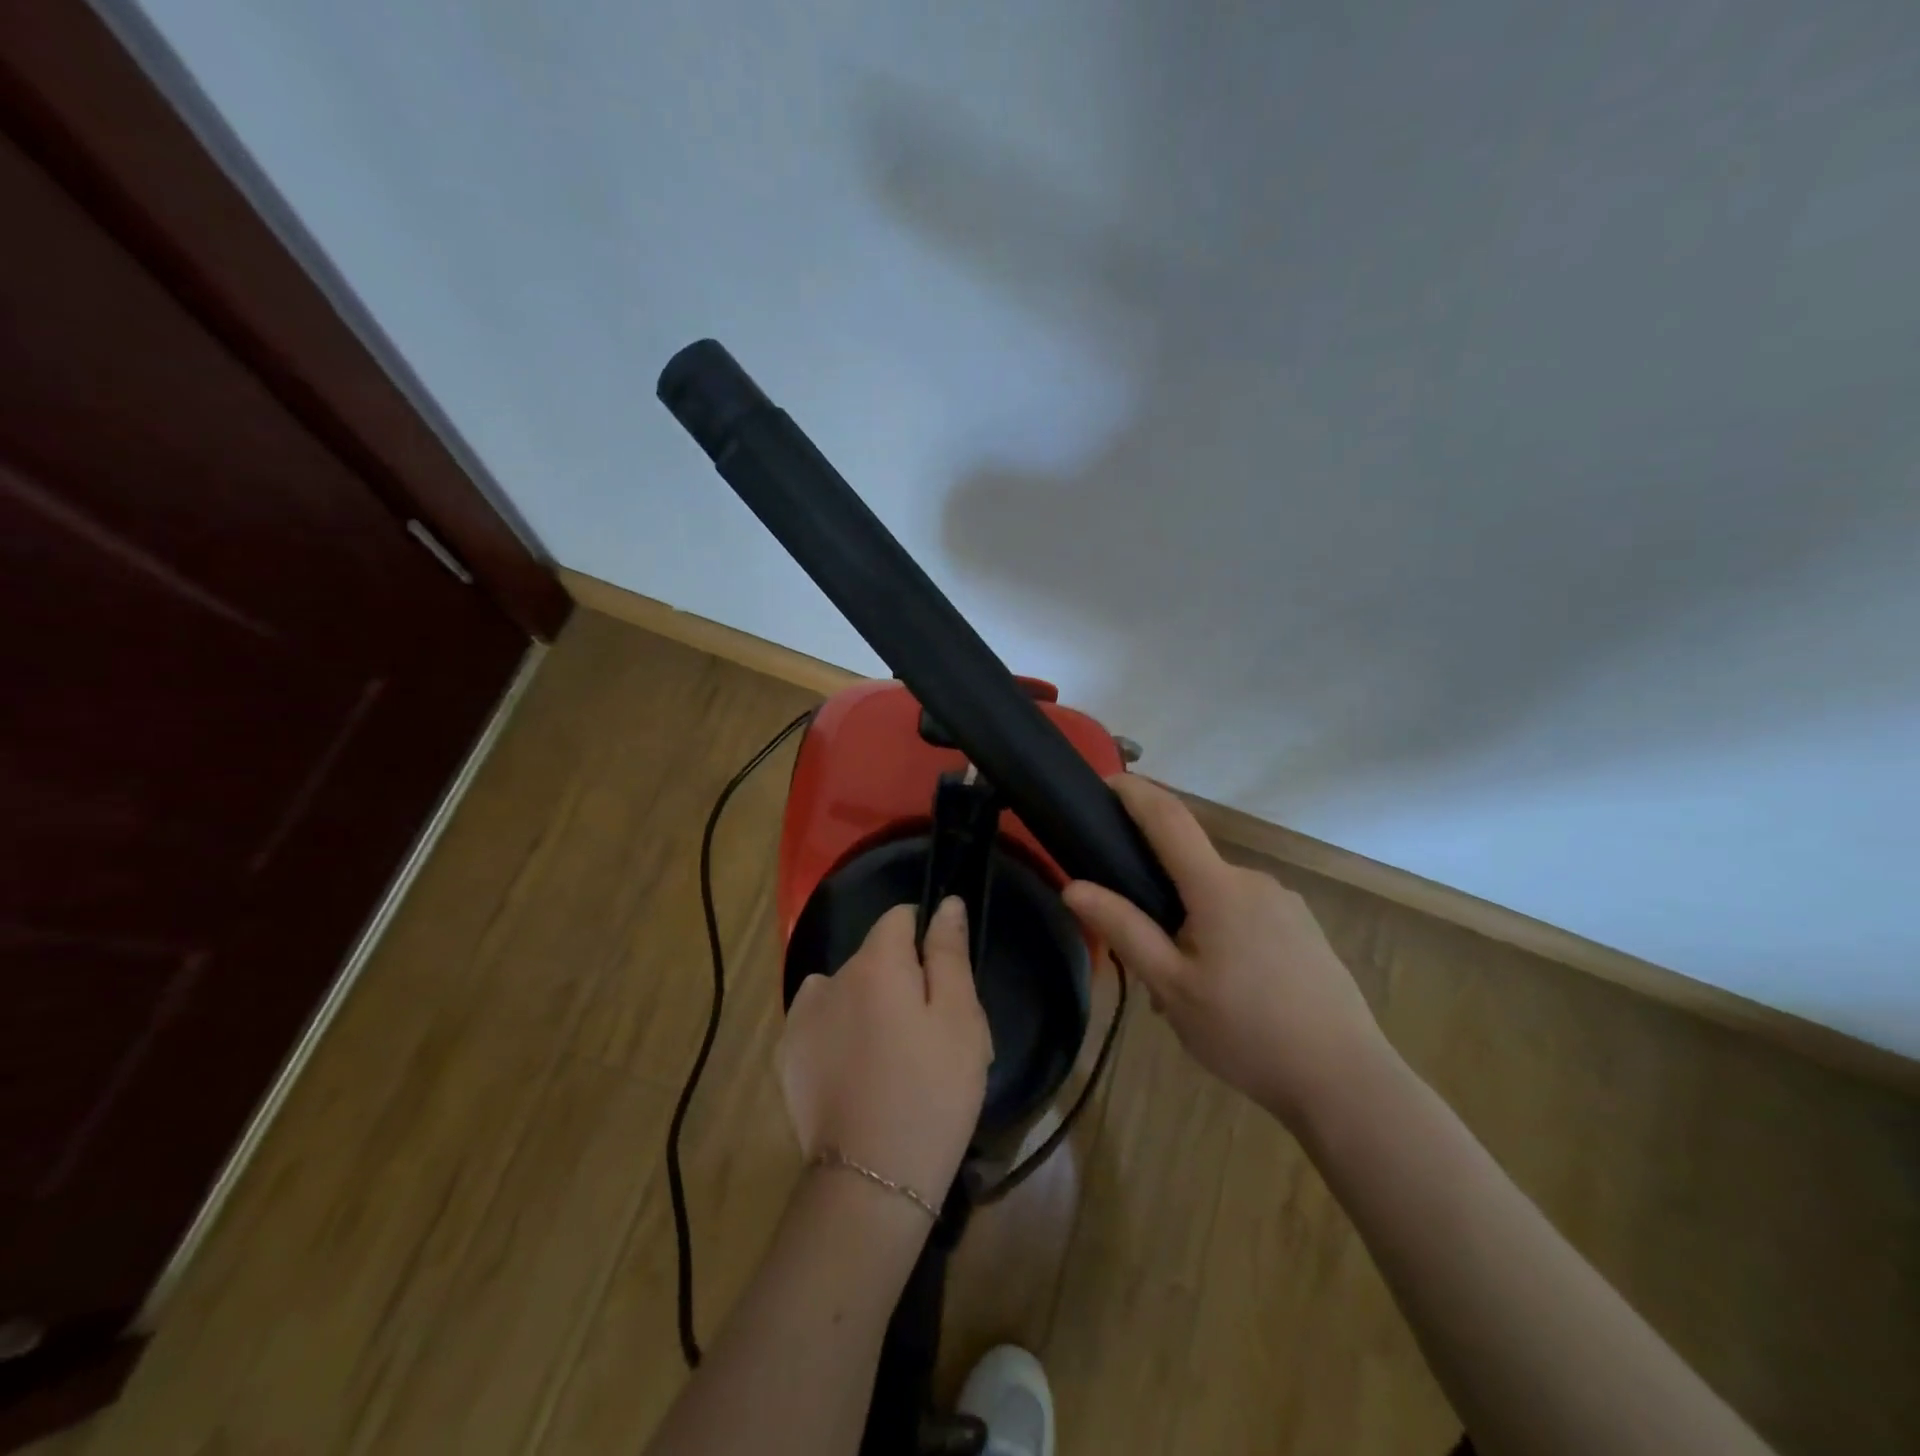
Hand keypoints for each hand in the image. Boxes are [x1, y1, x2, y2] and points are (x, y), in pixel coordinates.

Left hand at [779, 898, 992, 1204]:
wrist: (872, 1180)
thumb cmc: (931, 1091)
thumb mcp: (960, 1018)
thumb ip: (949, 953)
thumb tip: (946, 903)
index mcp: (874, 964)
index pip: (899, 918)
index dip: (925, 938)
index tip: (943, 981)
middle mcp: (828, 978)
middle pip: (873, 958)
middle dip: (900, 978)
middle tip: (929, 1034)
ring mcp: (801, 1018)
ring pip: (844, 990)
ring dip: (865, 1004)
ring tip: (890, 1057)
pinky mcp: (787, 1056)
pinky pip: (820, 1022)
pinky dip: (838, 1033)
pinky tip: (856, 1074)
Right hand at [1061, 775, 1384, 1129]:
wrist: (1347, 1082)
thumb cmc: (1247, 1032)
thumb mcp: (1172, 986)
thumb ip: (1124, 929)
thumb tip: (1074, 887)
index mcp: (1218, 887)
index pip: (1168, 818)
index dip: (1135, 792)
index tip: (1104, 781)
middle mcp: (1253, 881)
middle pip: (1190, 867)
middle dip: (1157, 896)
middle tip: (1142, 957)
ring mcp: (1284, 904)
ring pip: (1217, 898)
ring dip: (1190, 925)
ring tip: (1183, 990)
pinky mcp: (1302, 929)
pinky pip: (1246, 916)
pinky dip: (1221, 936)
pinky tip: (1225, 992)